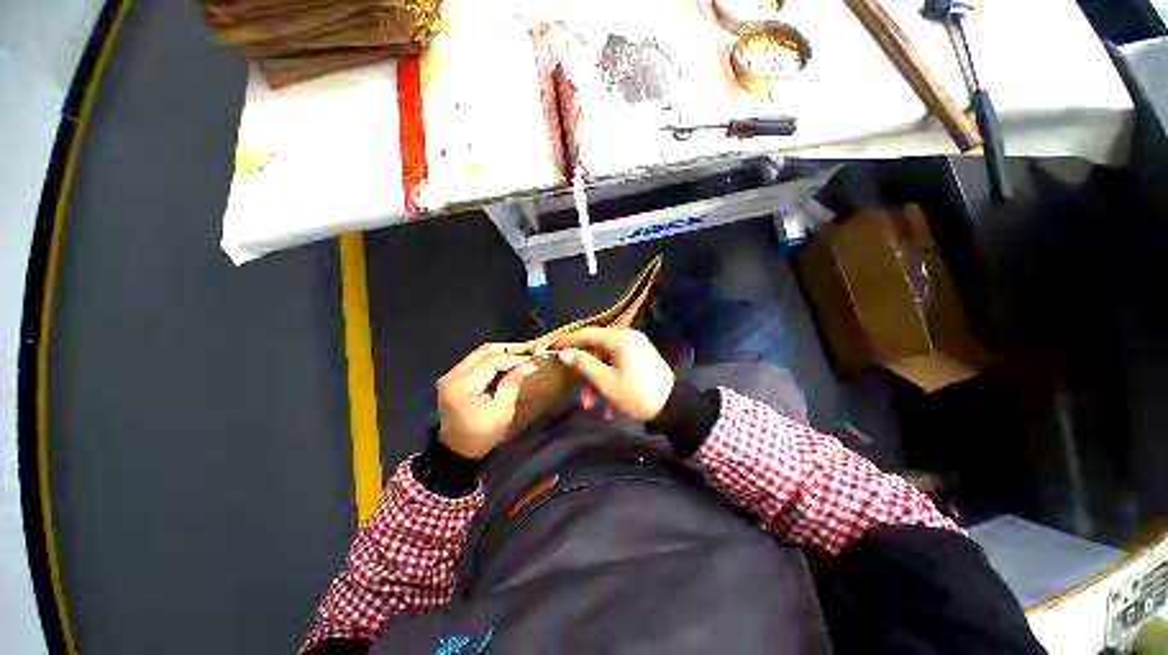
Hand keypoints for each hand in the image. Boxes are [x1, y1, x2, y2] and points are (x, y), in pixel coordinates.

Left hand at [437, 344, 539, 458]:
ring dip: (501, 353)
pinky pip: (476, 361)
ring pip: (479, 353)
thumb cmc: (481, 435)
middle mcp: (452, 375)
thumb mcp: (502, 411)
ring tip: (520, 357)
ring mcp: (451, 375)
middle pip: (483, 352)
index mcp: (462, 386)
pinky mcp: (454, 377)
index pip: (490, 362)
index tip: (532, 358)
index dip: (513, 358)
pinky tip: (507, 364)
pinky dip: (493, 360)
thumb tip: (529, 364)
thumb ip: (513, 384)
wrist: (457, 450)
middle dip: (508, 350)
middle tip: (527, 353)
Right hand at [555, 327, 674, 420]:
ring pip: (607, 361)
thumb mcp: (606, 382)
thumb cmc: (637, 394)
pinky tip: (607, 406)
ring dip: (597, 382)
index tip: (553, 349)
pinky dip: (610, 381)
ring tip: (592, 405)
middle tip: (576, 389)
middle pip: (597, 350)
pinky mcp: (640, 359)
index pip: (588, 333)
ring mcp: (636, 349)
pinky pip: (618, 366)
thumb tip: (564, 353)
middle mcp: (628, 338)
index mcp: (621, 339)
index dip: (569, 341)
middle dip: (586, 372)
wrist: (673, 407)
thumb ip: (583, 364)